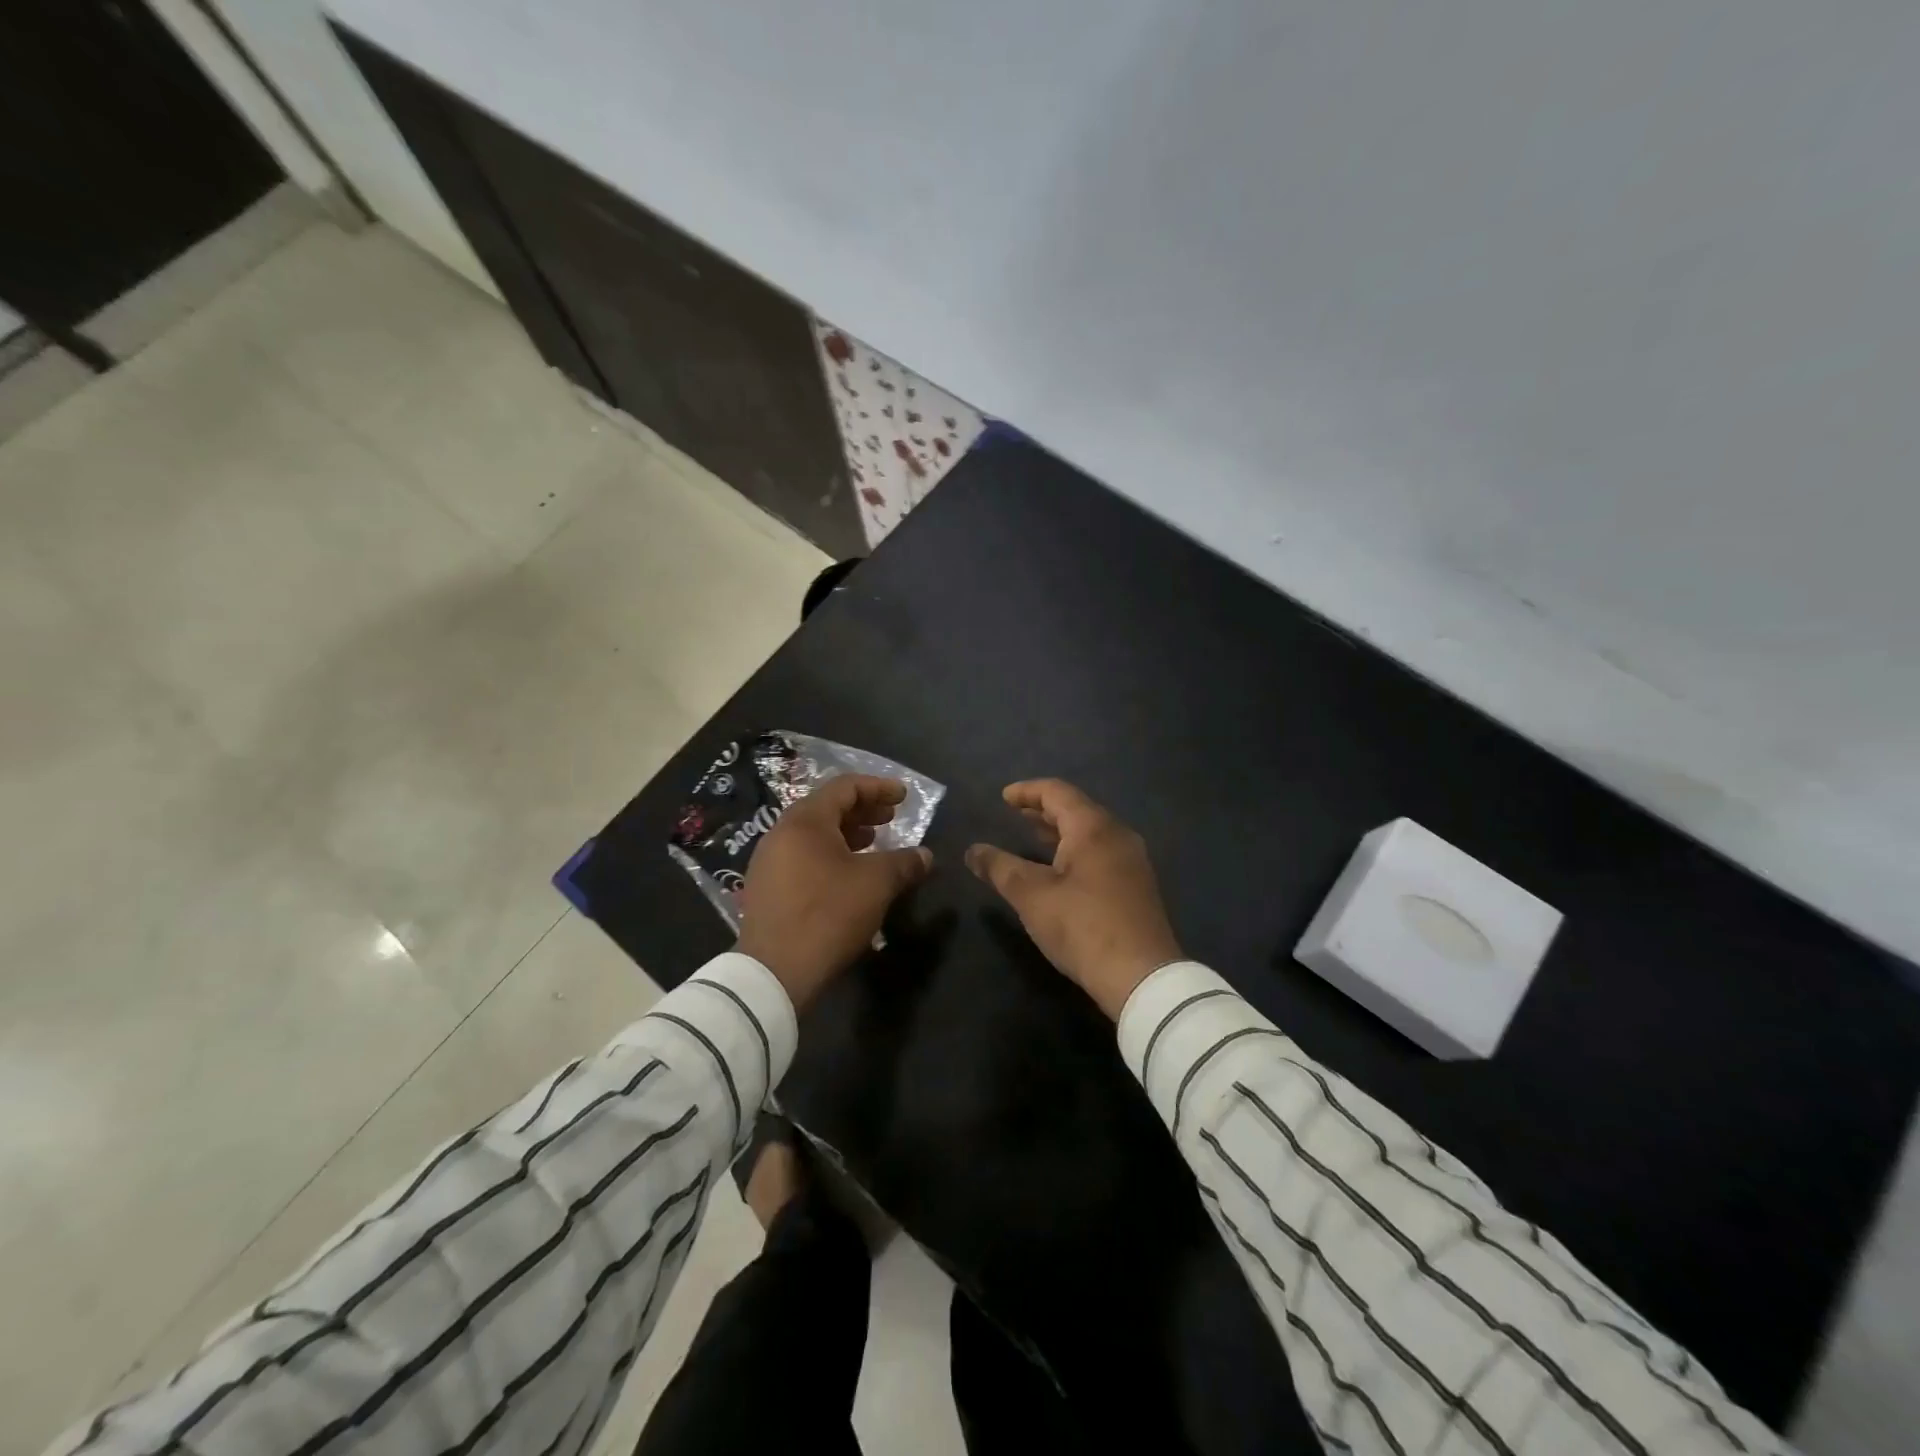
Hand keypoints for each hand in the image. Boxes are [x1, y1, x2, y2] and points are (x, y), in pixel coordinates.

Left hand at [737, 774, 933, 1008]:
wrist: (775, 972)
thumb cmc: (828, 914)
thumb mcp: (876, 884)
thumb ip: (904, 862)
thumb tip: (926, 856)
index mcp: (805, 821)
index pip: (844, 787)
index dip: (878, 787)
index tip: (903, 797)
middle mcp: (781, 833)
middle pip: (826, 808)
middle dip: (863, 810)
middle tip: (891, 818)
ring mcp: (768, 861)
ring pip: (813, 834)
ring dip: (847, 833)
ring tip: (873, 843)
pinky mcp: (766, 888)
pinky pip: (802, 856)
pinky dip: (830, 854)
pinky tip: (848, 874)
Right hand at [966, 779, 1184, 1018]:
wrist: (1141, 976)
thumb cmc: (1082, 927)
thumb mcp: (1031, 896)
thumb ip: (999, 868)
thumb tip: (972, 851)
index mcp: (1093, 828)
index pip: (1057, 792)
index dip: (1027, 791)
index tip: (1003, 798)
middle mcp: (1117, 835)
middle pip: (1077, 809)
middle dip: (1043, 810)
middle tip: (1014, 815)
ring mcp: (1132, 860)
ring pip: (1091, 832)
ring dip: (1059, 832)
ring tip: (1032, 838)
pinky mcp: (1137, 885)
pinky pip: (1101, 851)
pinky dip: (1075, 849)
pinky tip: (1060, 870)